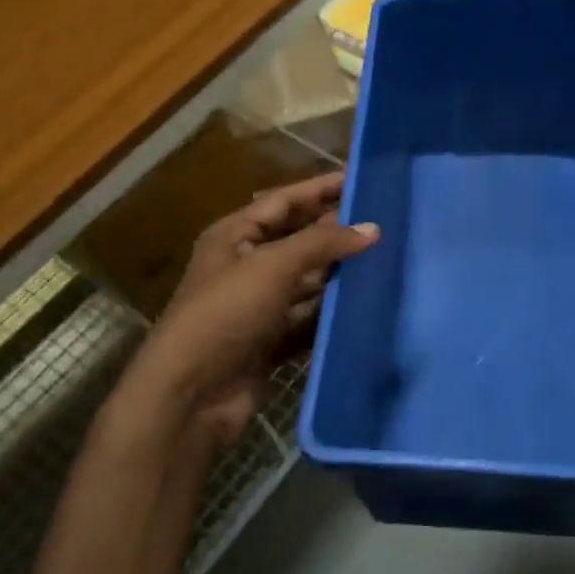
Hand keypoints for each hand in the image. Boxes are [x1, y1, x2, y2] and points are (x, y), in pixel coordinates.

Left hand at [129, 172, 378, 444]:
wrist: (191, 393)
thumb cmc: (226, 313)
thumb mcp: (272, 266)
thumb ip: (322, 243)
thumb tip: (372, 228)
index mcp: (234, 235)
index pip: (284, 201)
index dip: (321, 188)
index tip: (362, 179)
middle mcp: (245, 265)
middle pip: (297, 239)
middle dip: (334, 230)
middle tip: (383, 220)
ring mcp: (258, 306)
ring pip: (305, 281)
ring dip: (337, 273)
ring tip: (383, 260)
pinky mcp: (269, 341)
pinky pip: (307, 319)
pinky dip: (331, 312)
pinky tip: (364, 305)